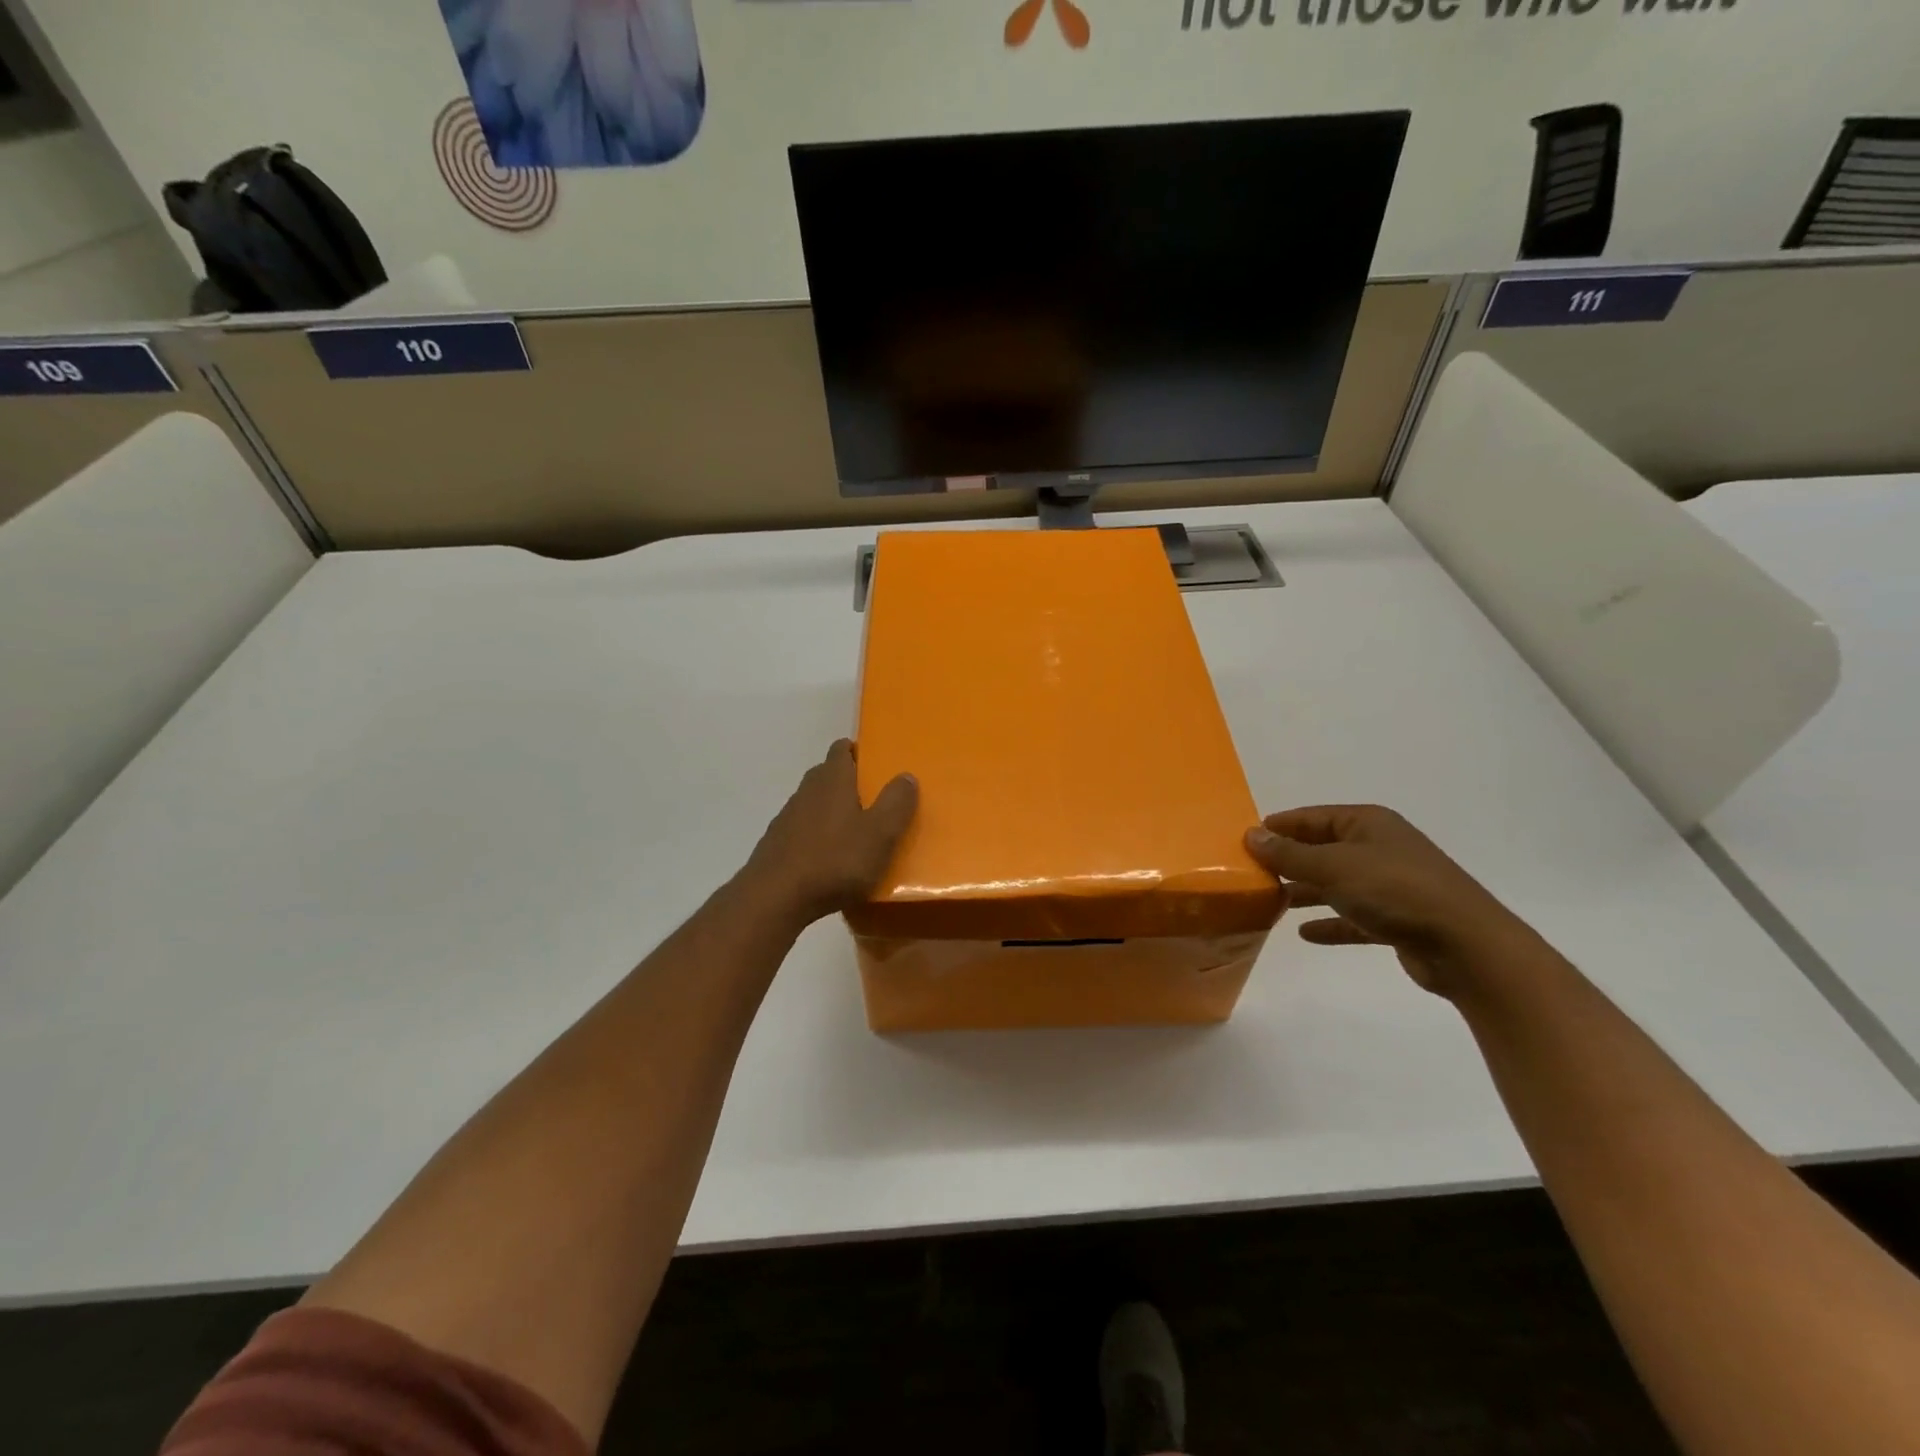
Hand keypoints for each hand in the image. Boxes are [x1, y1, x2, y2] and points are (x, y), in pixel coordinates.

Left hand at [743, 741, 918, 926]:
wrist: (775, 898)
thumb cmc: (835, 861)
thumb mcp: (880, 834)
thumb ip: (896, 803)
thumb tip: (906, 775)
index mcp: (833, 780)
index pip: (842, 749)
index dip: (857, 751)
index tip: (875, 764)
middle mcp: (807, 790)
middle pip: (827, 774)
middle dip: (848, 782)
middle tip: (873, 800)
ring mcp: (787, 817)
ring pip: (814, 803)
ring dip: (832, 811)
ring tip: (855, 833)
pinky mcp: (776, 844)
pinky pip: (802, 830)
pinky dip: (817, 836)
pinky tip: (829, 860)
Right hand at [1245, 805, 1533, 997]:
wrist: (1464, 945)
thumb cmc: (1394, 891)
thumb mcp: (1333, 867)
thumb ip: (1290, 854)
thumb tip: (1251, 835)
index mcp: (1367, 824)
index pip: (1312, 817)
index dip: (1280, 826)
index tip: (1246, 839)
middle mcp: (1379, 847)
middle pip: (1323, 849)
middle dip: (1290, 860)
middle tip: (1252, 873)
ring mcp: (1391, 884)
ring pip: (1337, 883)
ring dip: (1307, 891)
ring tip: (1271, 901)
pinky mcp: (1397, 919)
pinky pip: (1354, 915)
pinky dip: (1331, 921)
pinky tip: (1306, 933)